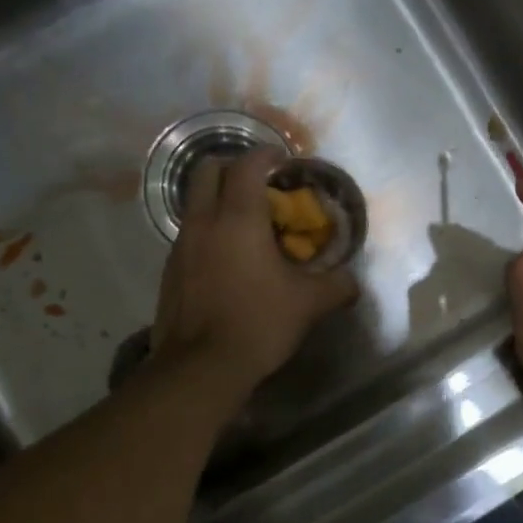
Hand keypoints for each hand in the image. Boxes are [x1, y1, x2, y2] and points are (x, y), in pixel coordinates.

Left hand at [152, 148, 358, 401]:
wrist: (200, 367)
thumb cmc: (258, 323)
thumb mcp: (309, 304)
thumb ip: (337, 286)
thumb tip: (352, 283)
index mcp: (238, 218)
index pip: (247, 165)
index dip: (266, 155)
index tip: (283, 162)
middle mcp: (204, 221)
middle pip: (208, 170)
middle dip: (233, 167)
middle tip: (259, 184)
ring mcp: (181, 245)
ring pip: (194, 202)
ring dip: (218, 199)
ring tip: (245, 223)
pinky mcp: (170, 269)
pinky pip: (189, 233)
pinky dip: (208, 230)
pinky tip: (227, 258)